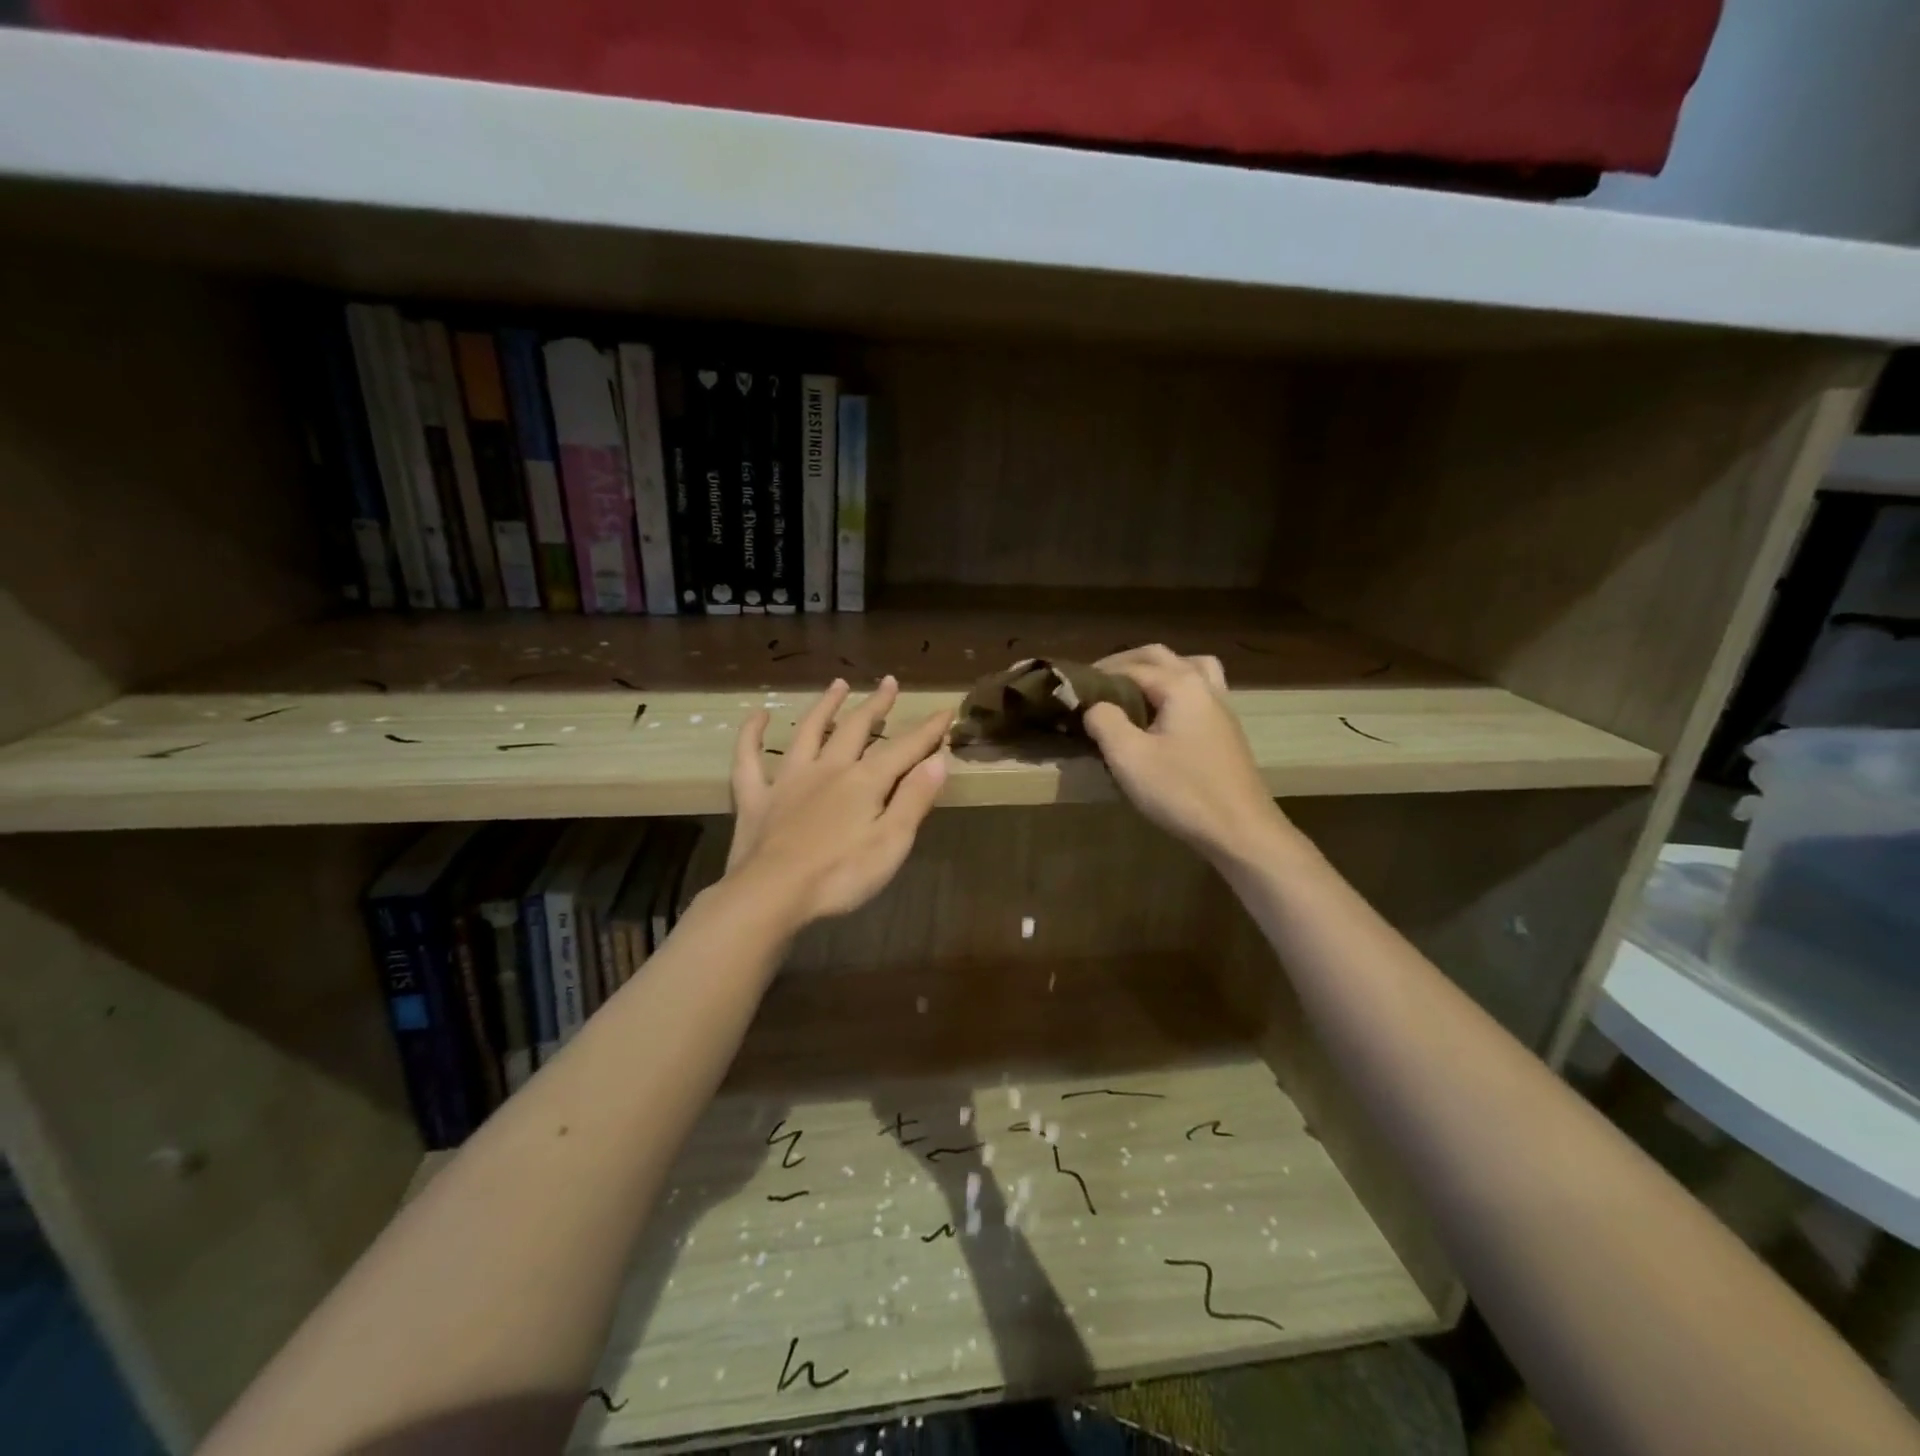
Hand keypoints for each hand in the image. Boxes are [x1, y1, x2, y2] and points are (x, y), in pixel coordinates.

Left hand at [726, 676, 950, 926]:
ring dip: (825, 706)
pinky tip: (759, 715)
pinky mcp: (756, 797)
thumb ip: (914, 799)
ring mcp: (788, 779)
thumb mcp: (891, 842)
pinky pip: (749, 758)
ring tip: (838, 684)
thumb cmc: (840, 875)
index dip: (927, 730)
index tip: (945, 710)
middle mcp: (828, 768)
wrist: (772, 894)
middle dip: (876, 705)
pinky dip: (752, 734)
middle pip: (856, 728)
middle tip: (889, 682)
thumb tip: (938, 760)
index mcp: (864, 781)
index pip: (904, 748)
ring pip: (808, 732)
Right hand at [1083, 645, 1287, 867]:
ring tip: (1134, 688)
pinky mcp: (1226, 729)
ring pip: (1189, 667)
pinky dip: (1176, 687)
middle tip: (1096, 682)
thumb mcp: (1129, 757)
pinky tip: (1162, 715)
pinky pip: (1200, 689)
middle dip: (1125, 663)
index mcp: (1181, 685)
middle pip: (1160, 657)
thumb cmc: (1182, 791)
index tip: (1072, 688)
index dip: (1098, 674)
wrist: (1240, 830)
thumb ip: (1104, 721)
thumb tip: (1094, 706)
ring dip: (1157, 669)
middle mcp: (1204, 686)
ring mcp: (1221, 706)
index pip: (1131, 667)